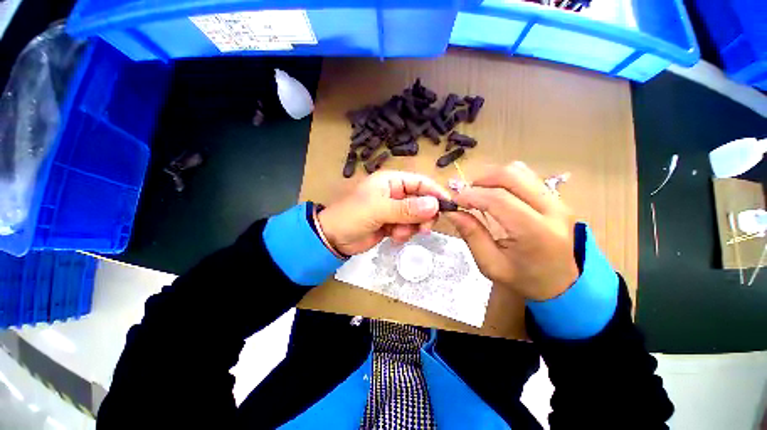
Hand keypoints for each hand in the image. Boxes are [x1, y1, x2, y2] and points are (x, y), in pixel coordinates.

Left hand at [318, 171, 450, 255]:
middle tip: (423, 228)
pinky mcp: (393, 224)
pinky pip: (408, 227)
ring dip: (411, 227)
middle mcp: (395, 193)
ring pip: (417, 216)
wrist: (334, 238)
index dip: (435, 192)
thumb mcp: (379, 210)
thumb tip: (435, 204)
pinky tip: (392, 237)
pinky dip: (404, 233)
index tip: (448, 206)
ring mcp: (394, 210)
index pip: (420, 182)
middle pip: (422, 201)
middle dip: (423, 215)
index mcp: (392, 181)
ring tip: (397, 233)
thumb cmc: (353, 216)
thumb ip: (407, 208)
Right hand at [445, 162, 578, 300]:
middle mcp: (552, 210)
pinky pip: (527, 177)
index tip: (454, 201)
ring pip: (520, 171)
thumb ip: (471, 235)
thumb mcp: (491, 264)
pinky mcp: (557, 199)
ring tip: (478, 193)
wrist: (563, 285)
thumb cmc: (524, 280)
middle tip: (465, 194)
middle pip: (511, 176)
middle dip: (481, 180)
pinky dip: (505, 180)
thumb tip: (452, 211)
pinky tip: (496, 194)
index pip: (498, 200)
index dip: (471, 195)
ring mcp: (558, 201)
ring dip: (493, 178)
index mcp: (536, 232)